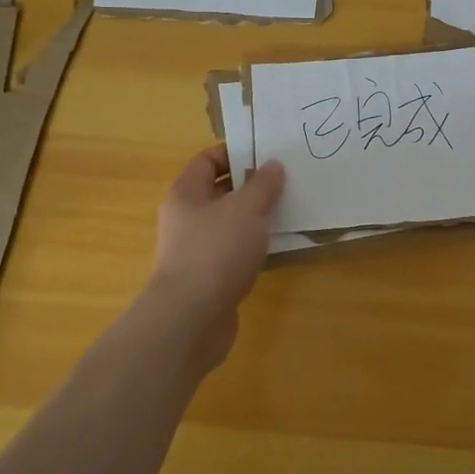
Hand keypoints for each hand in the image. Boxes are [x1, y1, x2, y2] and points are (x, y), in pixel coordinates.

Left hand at [140, 145, 285, 372]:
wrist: (190, 319)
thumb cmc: (215, 251)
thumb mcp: (246, 209)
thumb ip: (262, 185)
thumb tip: (273, 165)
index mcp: (186, 193)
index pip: (208, 160)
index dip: (236, 153)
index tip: (268, 155)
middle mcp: (186, 218)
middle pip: (220, 191)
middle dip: (251, 186)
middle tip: (286, 182)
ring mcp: (195, 250)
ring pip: (229, 223)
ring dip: (255, 219)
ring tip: (289, 211)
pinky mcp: (208, 278)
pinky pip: (233, 252)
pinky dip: (253, 247)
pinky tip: (277, 248)